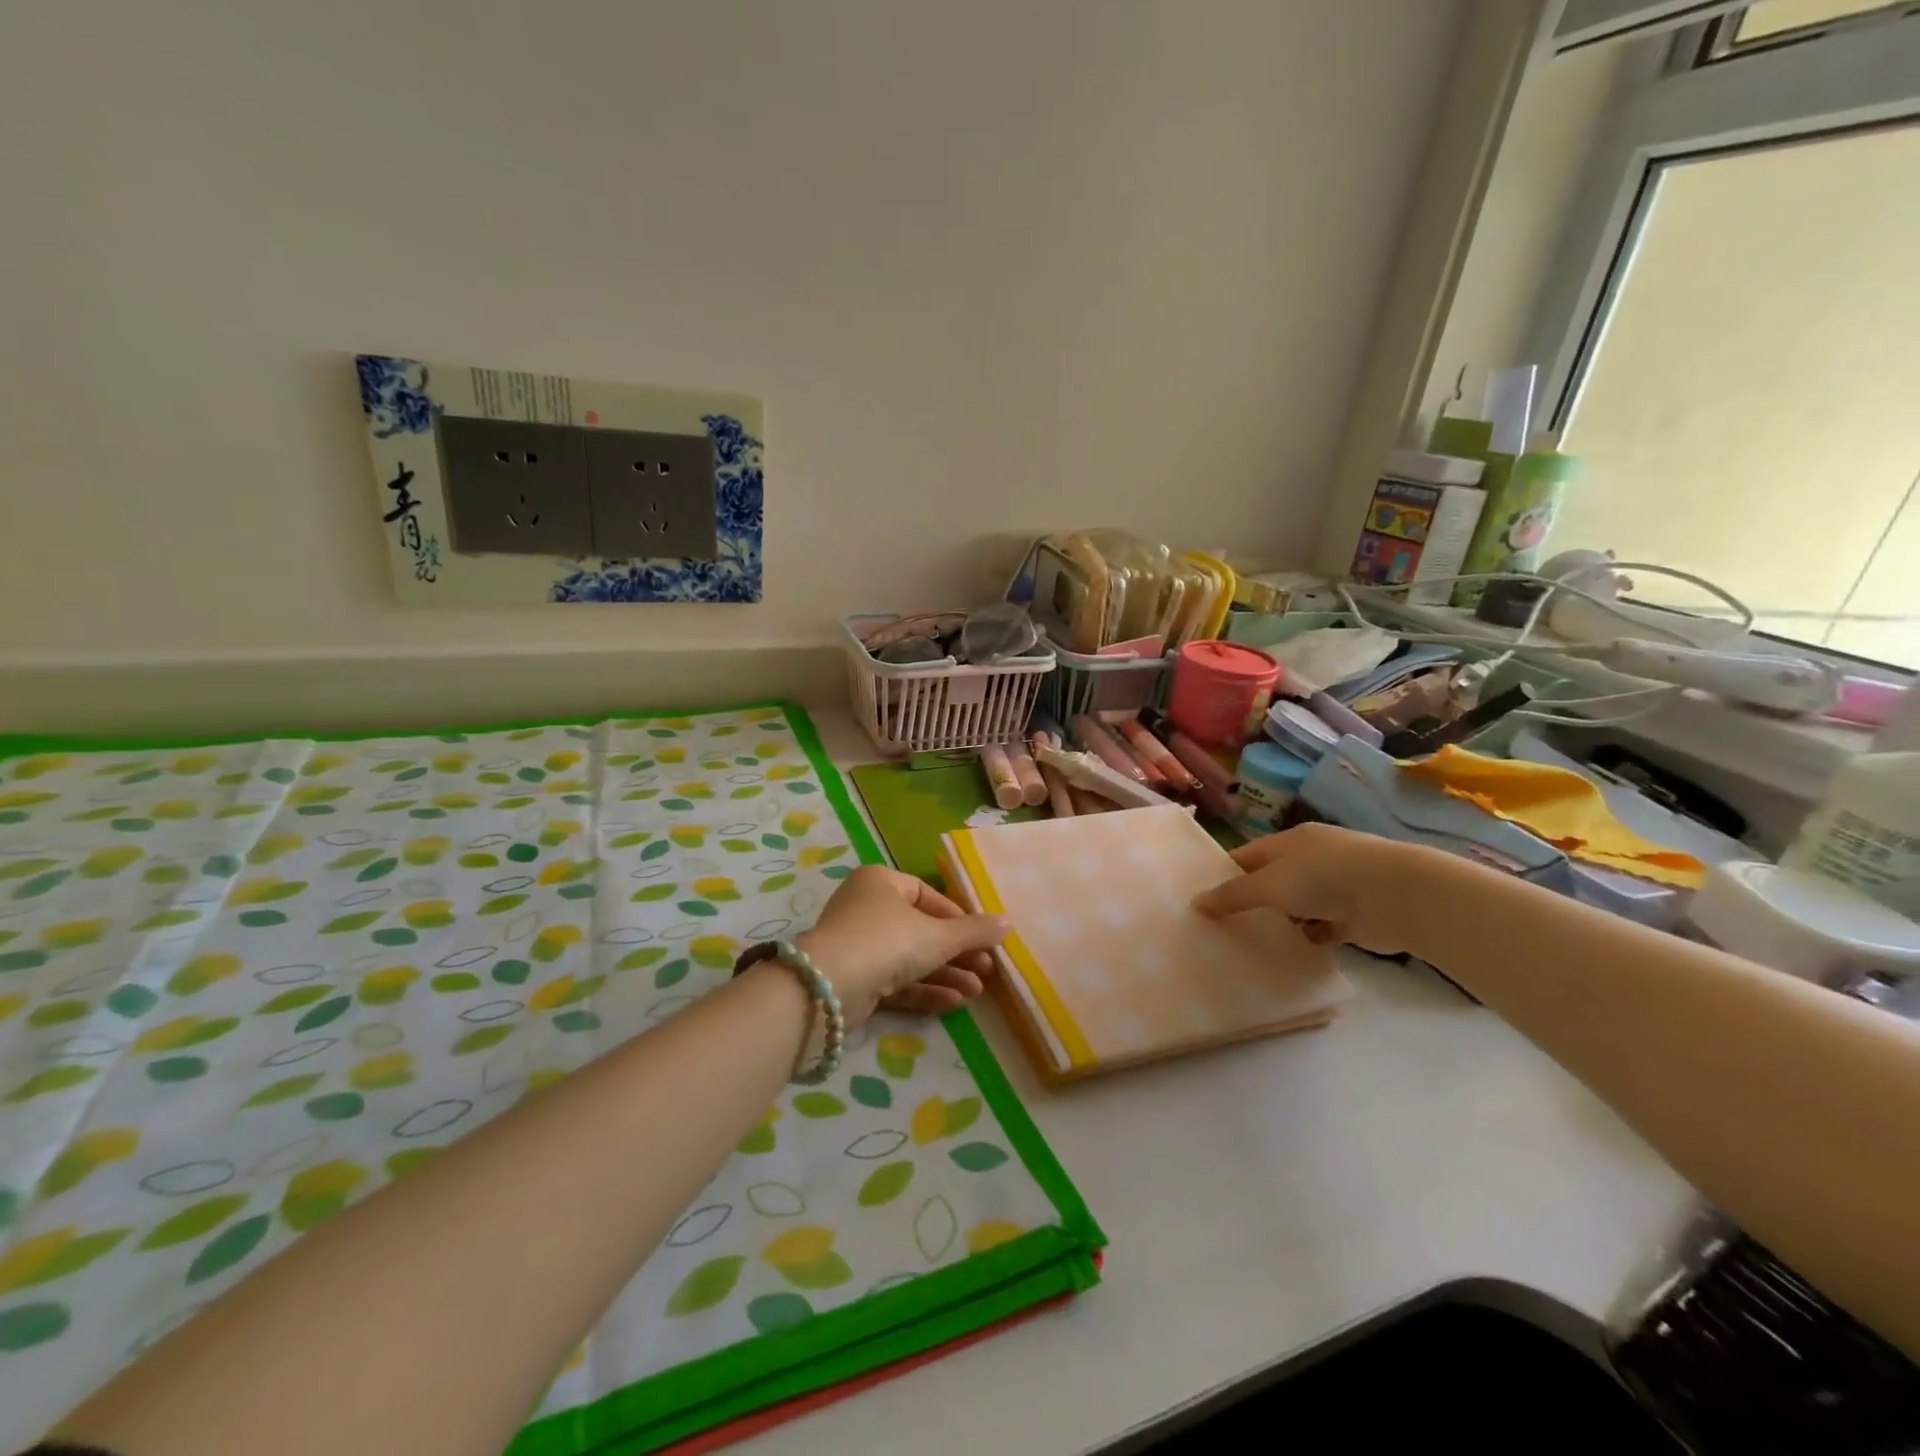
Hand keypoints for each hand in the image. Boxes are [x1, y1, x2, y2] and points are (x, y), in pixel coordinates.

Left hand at [796, 865, 1006, 1025]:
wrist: (828, 987)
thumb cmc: (887, 941)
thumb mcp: (938, 935)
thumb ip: (974, 931)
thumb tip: (1008, 923)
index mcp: (881, 882)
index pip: (927, 896)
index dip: (957, 917)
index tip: (981, 939)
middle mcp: (866, 908)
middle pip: (920, 930)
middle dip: (955, 953)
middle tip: (986, 970)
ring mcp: (857, 945)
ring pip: (909, 959)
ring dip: (945, 974)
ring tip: (977, 991)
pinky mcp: (854, 980)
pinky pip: (895, 981)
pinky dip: (923, 989)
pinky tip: (954, 1003)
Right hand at [1192, 823, 1406, 953]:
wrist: (1396, 896)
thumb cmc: (1324, 877)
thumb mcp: (1269, 884)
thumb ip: (1233, 895)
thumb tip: (1196, 903)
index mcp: (1291, 841)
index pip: (1249, 855)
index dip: (1227, 873)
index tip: (1205, 896)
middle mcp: (1313, 859)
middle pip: (1273, 880)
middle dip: (1252, 899)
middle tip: (1222, 924)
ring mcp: (1336, 887)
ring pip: (1297, 905)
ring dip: (1280, 921)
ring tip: (1249, 942)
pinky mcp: (1354, 916)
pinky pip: (1321, 928)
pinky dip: (1307, 938)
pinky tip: (1289, 953)